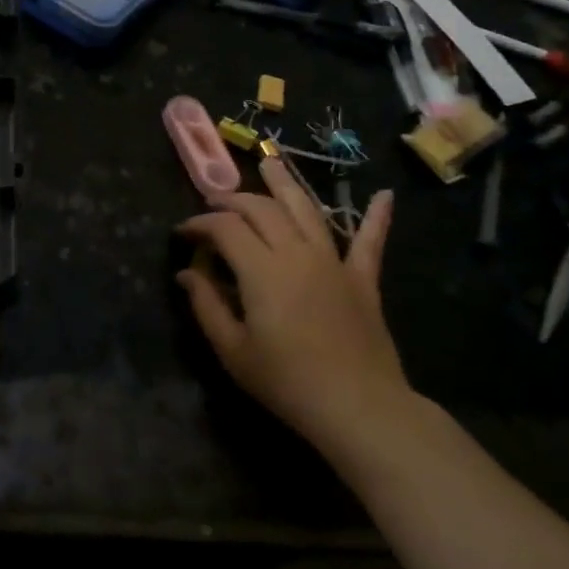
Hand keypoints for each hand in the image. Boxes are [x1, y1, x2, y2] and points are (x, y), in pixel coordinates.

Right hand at [177, 158, 411, 457]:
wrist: (358, 406)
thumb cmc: (286, 381)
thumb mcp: (233, 350)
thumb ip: (206, 305)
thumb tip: (186, 273)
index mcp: (261, 268)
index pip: (224, 228)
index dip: (199, 224)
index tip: (183, 233)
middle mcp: (296, 251)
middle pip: (261, 209)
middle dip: (233, 200)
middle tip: (214, 203)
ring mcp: (333, 261)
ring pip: (306, 209)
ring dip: (286, 183)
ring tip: (270, 161)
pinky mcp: (362, 279)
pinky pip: (369, 242)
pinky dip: (376, 217)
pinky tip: (385, 195)